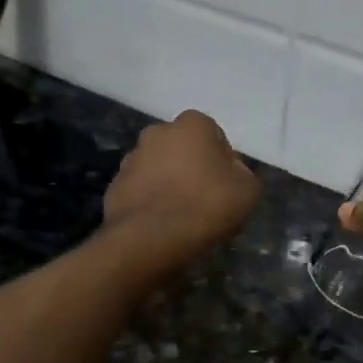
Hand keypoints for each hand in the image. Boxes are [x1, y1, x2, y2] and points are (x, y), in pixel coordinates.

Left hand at [103, 110, 260, 258]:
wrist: (151, 238)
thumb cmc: (206, 205)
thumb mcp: (248, 190)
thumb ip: (245, 173)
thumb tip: (233, 171)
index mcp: (192, 124)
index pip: (213, 134)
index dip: (222, 159)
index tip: (226, 184)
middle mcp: (158, 132)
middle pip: (182, 148)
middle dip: (191, 166)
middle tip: (204, 197)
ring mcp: (131, 158)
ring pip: (159, 167)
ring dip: (169, 182)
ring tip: (181, 214)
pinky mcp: (114, 185)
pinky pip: (140, 189)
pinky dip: (150, 200)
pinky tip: (161, 223)